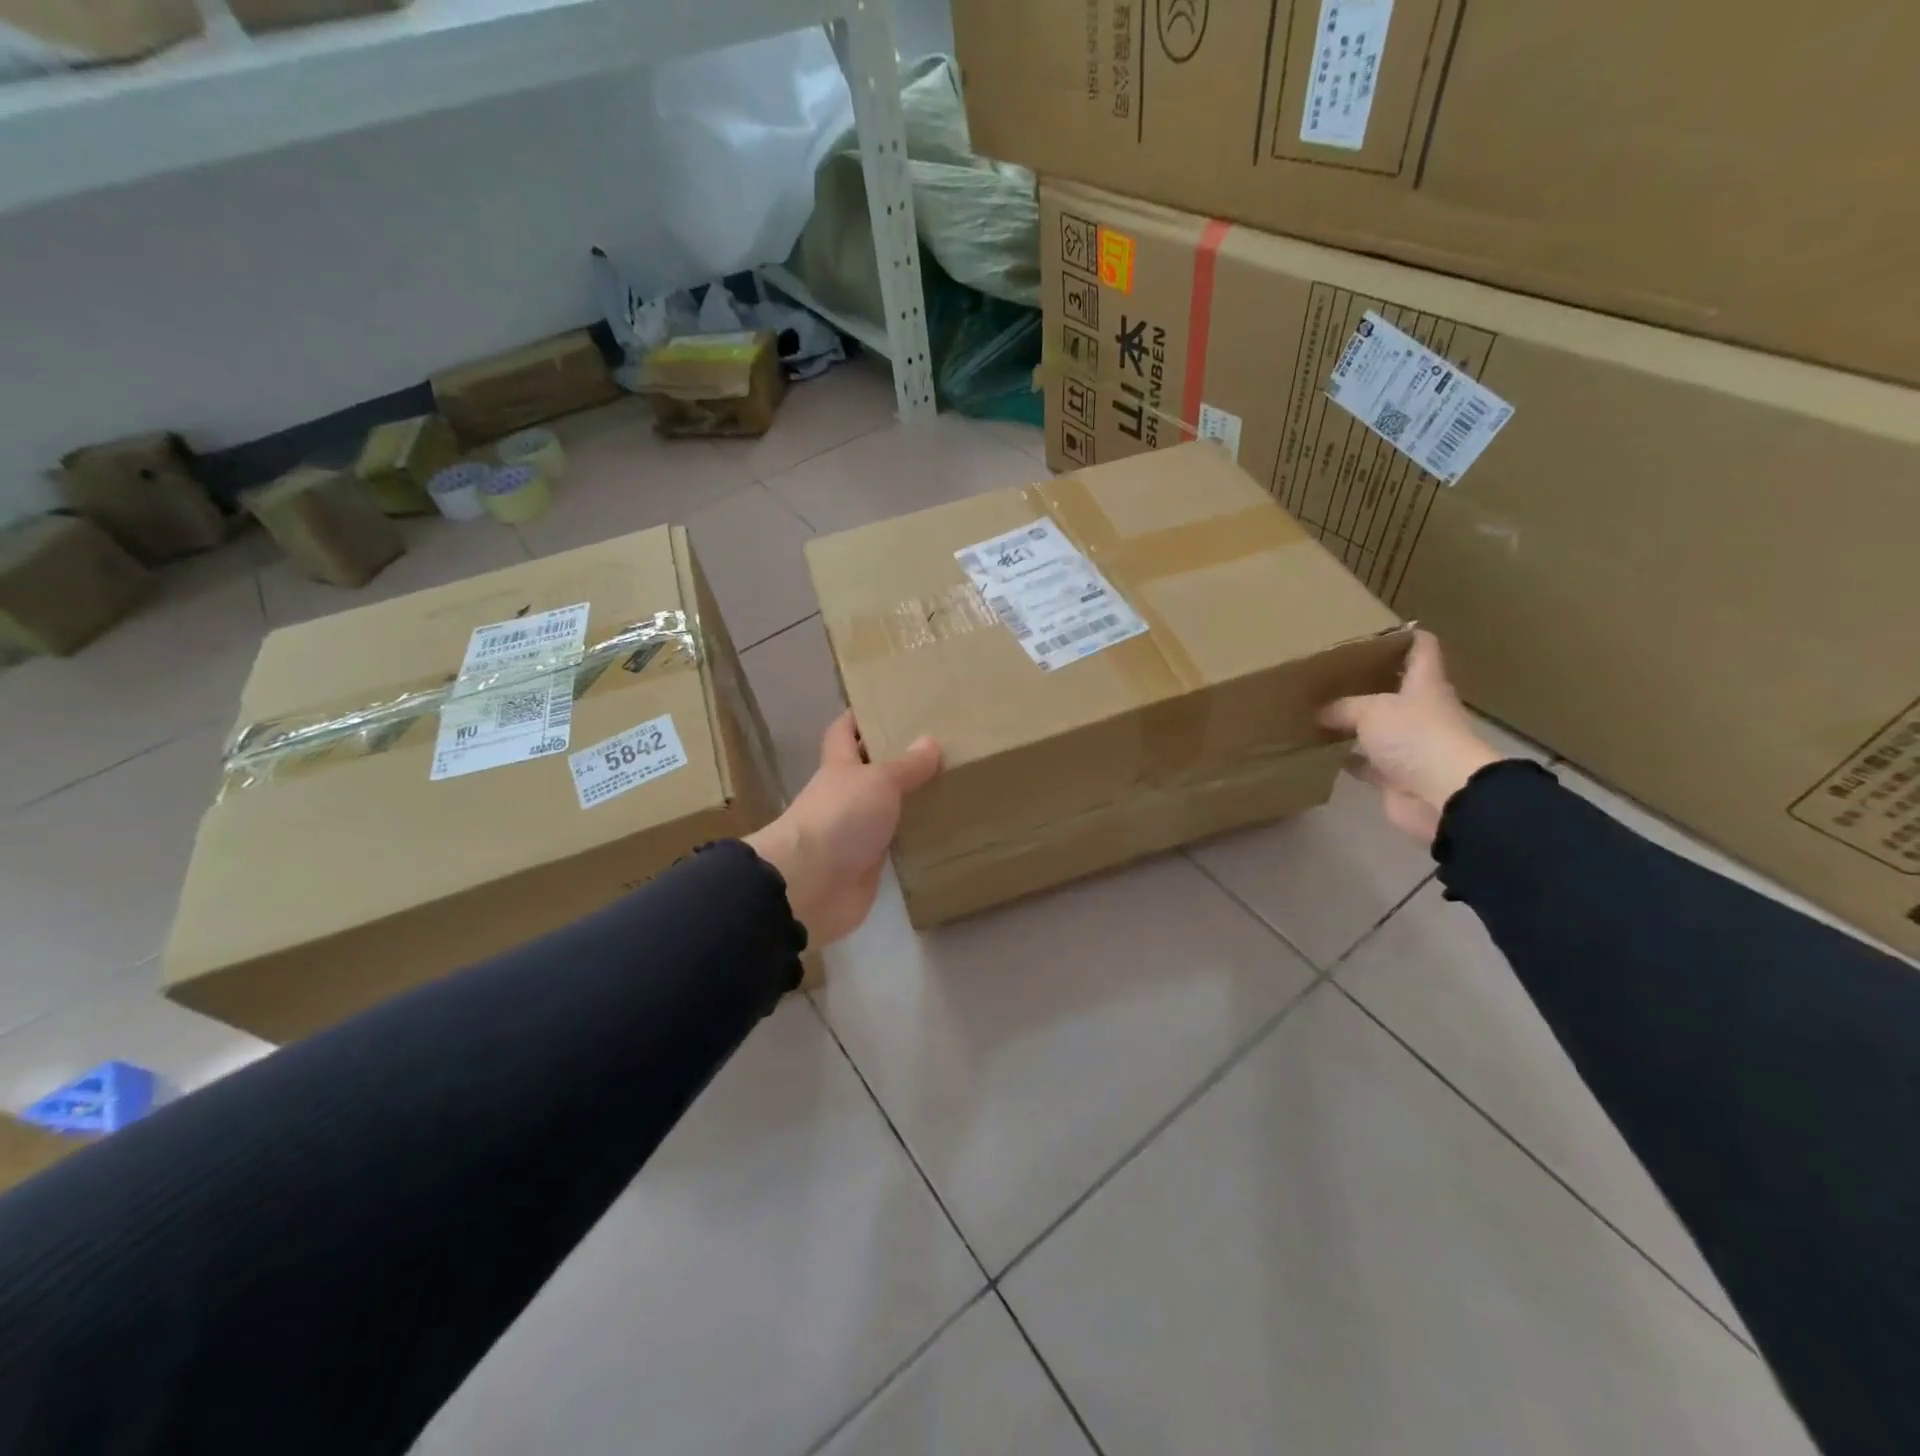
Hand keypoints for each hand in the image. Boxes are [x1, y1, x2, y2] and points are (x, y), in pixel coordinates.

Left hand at [745, 712, 941, 945]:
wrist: (810, 884)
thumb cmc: (840, 817)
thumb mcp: (878, 781)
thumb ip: (906, 765)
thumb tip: (930, 741)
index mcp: (840, 766)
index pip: (844, 732)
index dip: (860, 717)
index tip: (888, 705)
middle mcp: (845, 795)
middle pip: (870, 770)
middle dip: (897, 759)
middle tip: (938, 746)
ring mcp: (855, 831)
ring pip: (886, 808)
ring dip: (910, 800)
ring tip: (951, 785)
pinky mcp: (867, 864)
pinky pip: (895, 844)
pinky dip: (914, 837)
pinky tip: (943, 830)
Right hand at [1318, 631, 1504, 843]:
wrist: (1443, 796)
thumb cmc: (1415, 737)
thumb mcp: (1372, 710)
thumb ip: (1343, 706)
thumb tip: (1321, 711)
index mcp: (1424, 685)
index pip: (1422, 649)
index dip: (1404, 635)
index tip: (1374, 630)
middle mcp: (1419, 711)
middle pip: (1395, 688)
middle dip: (1366, 680)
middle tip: (1330, 672)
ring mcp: (1409, 745)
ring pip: (1377, 727)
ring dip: (1353, 722)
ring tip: (1318, 710)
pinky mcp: (1395, 776)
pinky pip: (1366, 762)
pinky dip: (1348, 757)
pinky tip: (1323, 751)